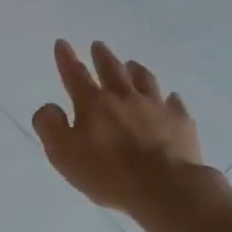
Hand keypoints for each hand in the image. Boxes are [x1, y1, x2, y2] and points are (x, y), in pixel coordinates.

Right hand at [33, 40, 204, 214]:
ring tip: (132, 64)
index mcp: (93, 104)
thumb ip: (50, 127)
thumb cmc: (108, 173)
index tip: (62, 43)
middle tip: (98, 45)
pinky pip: (174, 104)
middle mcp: (124, 98)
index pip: (75, 75)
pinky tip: (171, 99)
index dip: (66, 59)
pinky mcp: (180, 122)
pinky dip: (170, 99)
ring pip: (144, 81)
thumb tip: (50, 107)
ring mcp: (156, 107)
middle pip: (112, 70)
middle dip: (102, 56)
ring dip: (136, 71)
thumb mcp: (64, 154)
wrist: (165, 187)